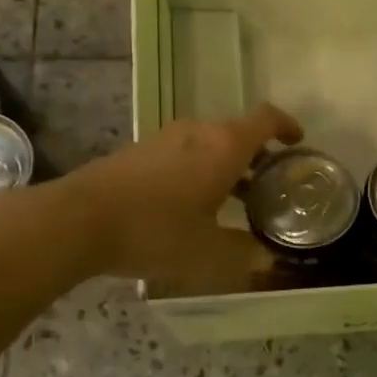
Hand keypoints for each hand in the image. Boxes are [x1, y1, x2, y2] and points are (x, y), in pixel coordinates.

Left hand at [68, 103, 303, 292]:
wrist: (79, 220)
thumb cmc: (156, 231)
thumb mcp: (209, 251)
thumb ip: (244, 252)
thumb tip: (267, 257)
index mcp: (224, 145)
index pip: (266, 118)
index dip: (287, 126)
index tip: (298, 142)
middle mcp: (198, 132)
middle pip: (238, 132)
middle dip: (257, 157)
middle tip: (268, 188)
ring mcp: (165, 138)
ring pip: (209, 144)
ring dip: (226, 166)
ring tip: (233, 202)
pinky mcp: (139, 150)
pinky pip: (183, 153)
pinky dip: (199, 170)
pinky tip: (191, 206)